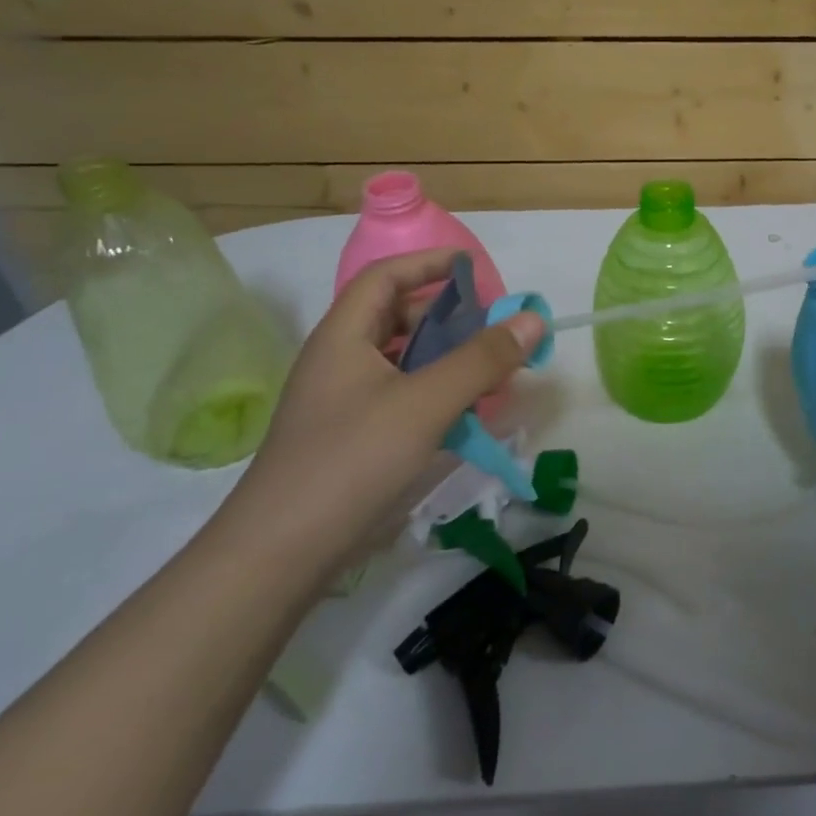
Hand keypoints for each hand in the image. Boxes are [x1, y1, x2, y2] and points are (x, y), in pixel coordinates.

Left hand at [222, 249, 544, 574]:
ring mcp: (344, 402)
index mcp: (344, 337)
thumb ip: (482, 360)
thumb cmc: (352, 461)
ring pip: (403, 362)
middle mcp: (340, 361)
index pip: (386, 277)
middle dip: (449, 318)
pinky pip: (402, 398)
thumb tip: (533, 320)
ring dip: (447, 360)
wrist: (282, 552)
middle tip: (495, 330)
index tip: (475, 269)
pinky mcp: (353, 438)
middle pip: (396, 319)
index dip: (429, 264)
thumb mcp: (425, 403)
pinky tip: (464, 417)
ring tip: (490, 373)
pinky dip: (436, 396)